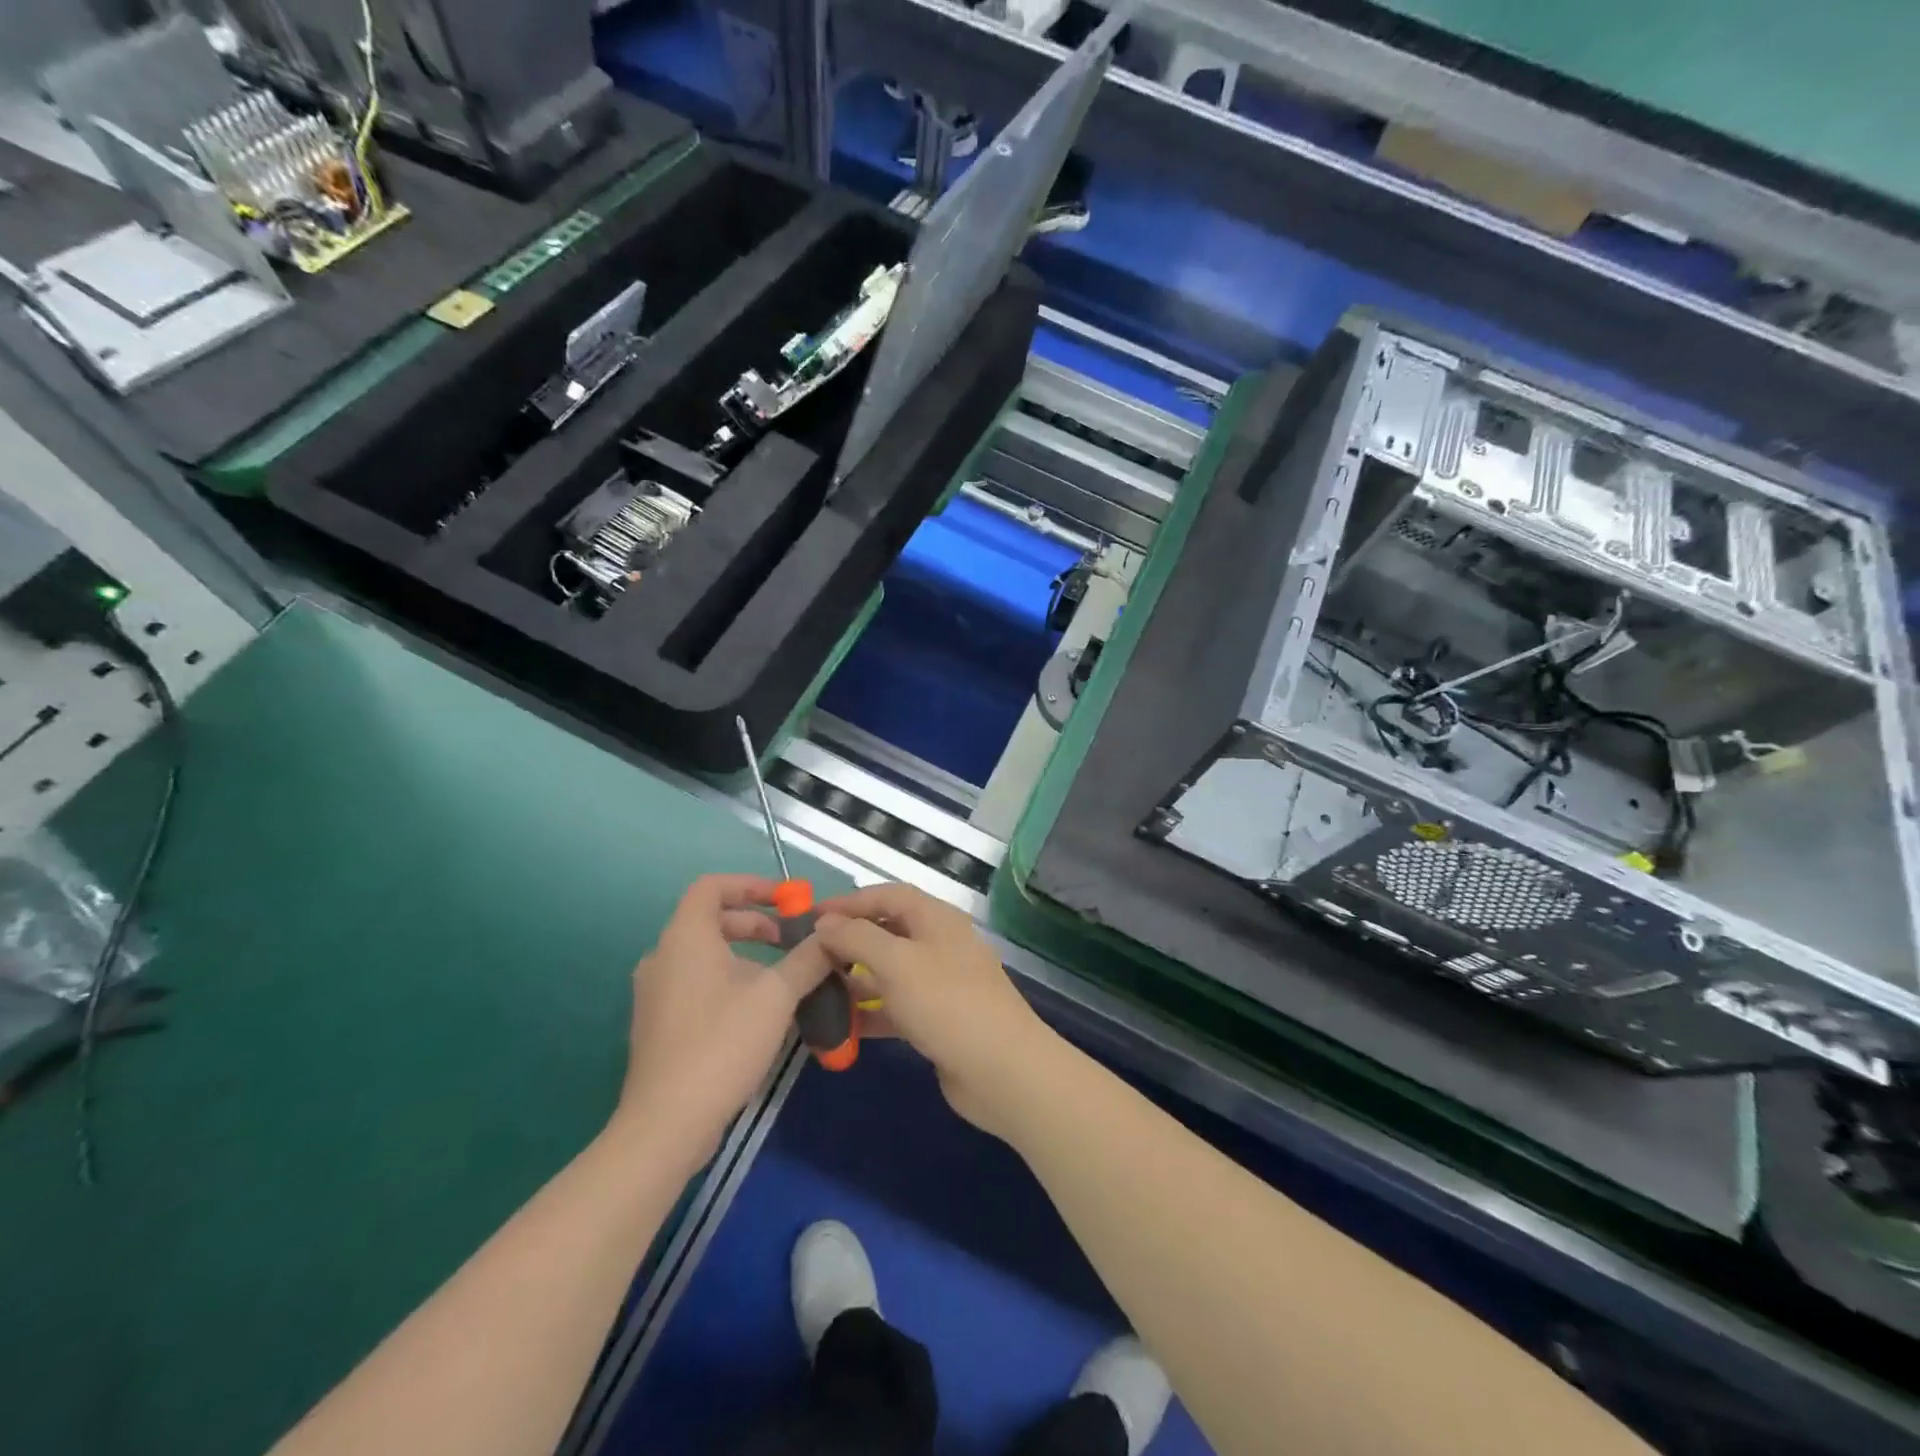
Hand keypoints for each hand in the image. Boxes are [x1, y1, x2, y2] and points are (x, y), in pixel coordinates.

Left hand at [615, 874, 831, 1167]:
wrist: (667, 1122)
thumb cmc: (722, 1043)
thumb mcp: (777, 996)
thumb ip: (808, 958)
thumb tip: (834, 936)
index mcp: (685, 937)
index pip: (712, 886)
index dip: (751, 885)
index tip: (786, 900)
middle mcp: (663, 956)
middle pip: (710, 919)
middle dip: (755, 923)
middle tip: (790, 940)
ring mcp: (655, 992)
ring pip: (704, 954)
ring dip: (744, 954)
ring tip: (781, 977)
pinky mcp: (657, 1024)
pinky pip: (695, 982)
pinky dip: (727, 980)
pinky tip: (756, 1011)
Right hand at [810, 884, 1055, 1136]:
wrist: (1001, 1069)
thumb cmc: (946, 1002)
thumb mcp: (896, 962)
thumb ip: (857, 938)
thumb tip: (826, 922)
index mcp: (936, 918)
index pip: (887, 896)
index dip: (849, 902)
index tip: (810, 916)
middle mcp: (939, 943)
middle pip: (888, 931)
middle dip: (849, 941)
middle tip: (810, 956)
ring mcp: (941, 983)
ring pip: (890, 971)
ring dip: (855, 979)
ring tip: (817, 991)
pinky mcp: (938, 1019)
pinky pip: (896, 1006)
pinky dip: (870, 1012)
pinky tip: (841, 1028)